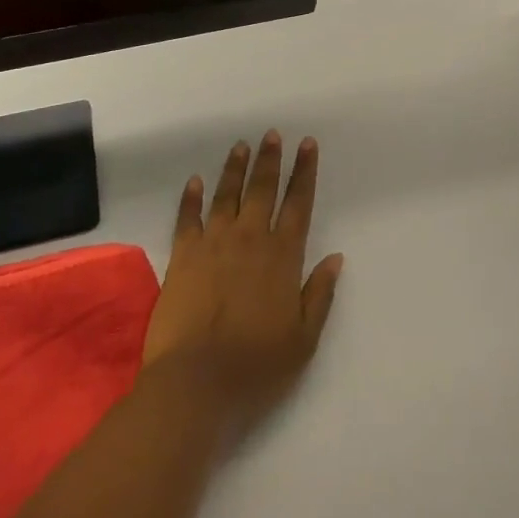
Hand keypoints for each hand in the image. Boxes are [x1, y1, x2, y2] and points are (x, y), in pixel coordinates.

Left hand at [141, 132, 341, 451]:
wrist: (195, 383)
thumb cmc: (255, 366)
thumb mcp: (303, 339)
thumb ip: (320, 295)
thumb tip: (336, 257)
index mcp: (282, 256)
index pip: (298, 203)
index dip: (304, 172)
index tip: (307, 145)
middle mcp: (249, 239)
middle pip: (262, 190)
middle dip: (270, 160)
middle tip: (272, 135)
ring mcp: (213, 244)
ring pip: (227, 195)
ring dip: (235, 169)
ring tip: (241, 146)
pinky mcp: (182, 256)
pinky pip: (188, 218)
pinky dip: (191, 198)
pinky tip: (195, 182)